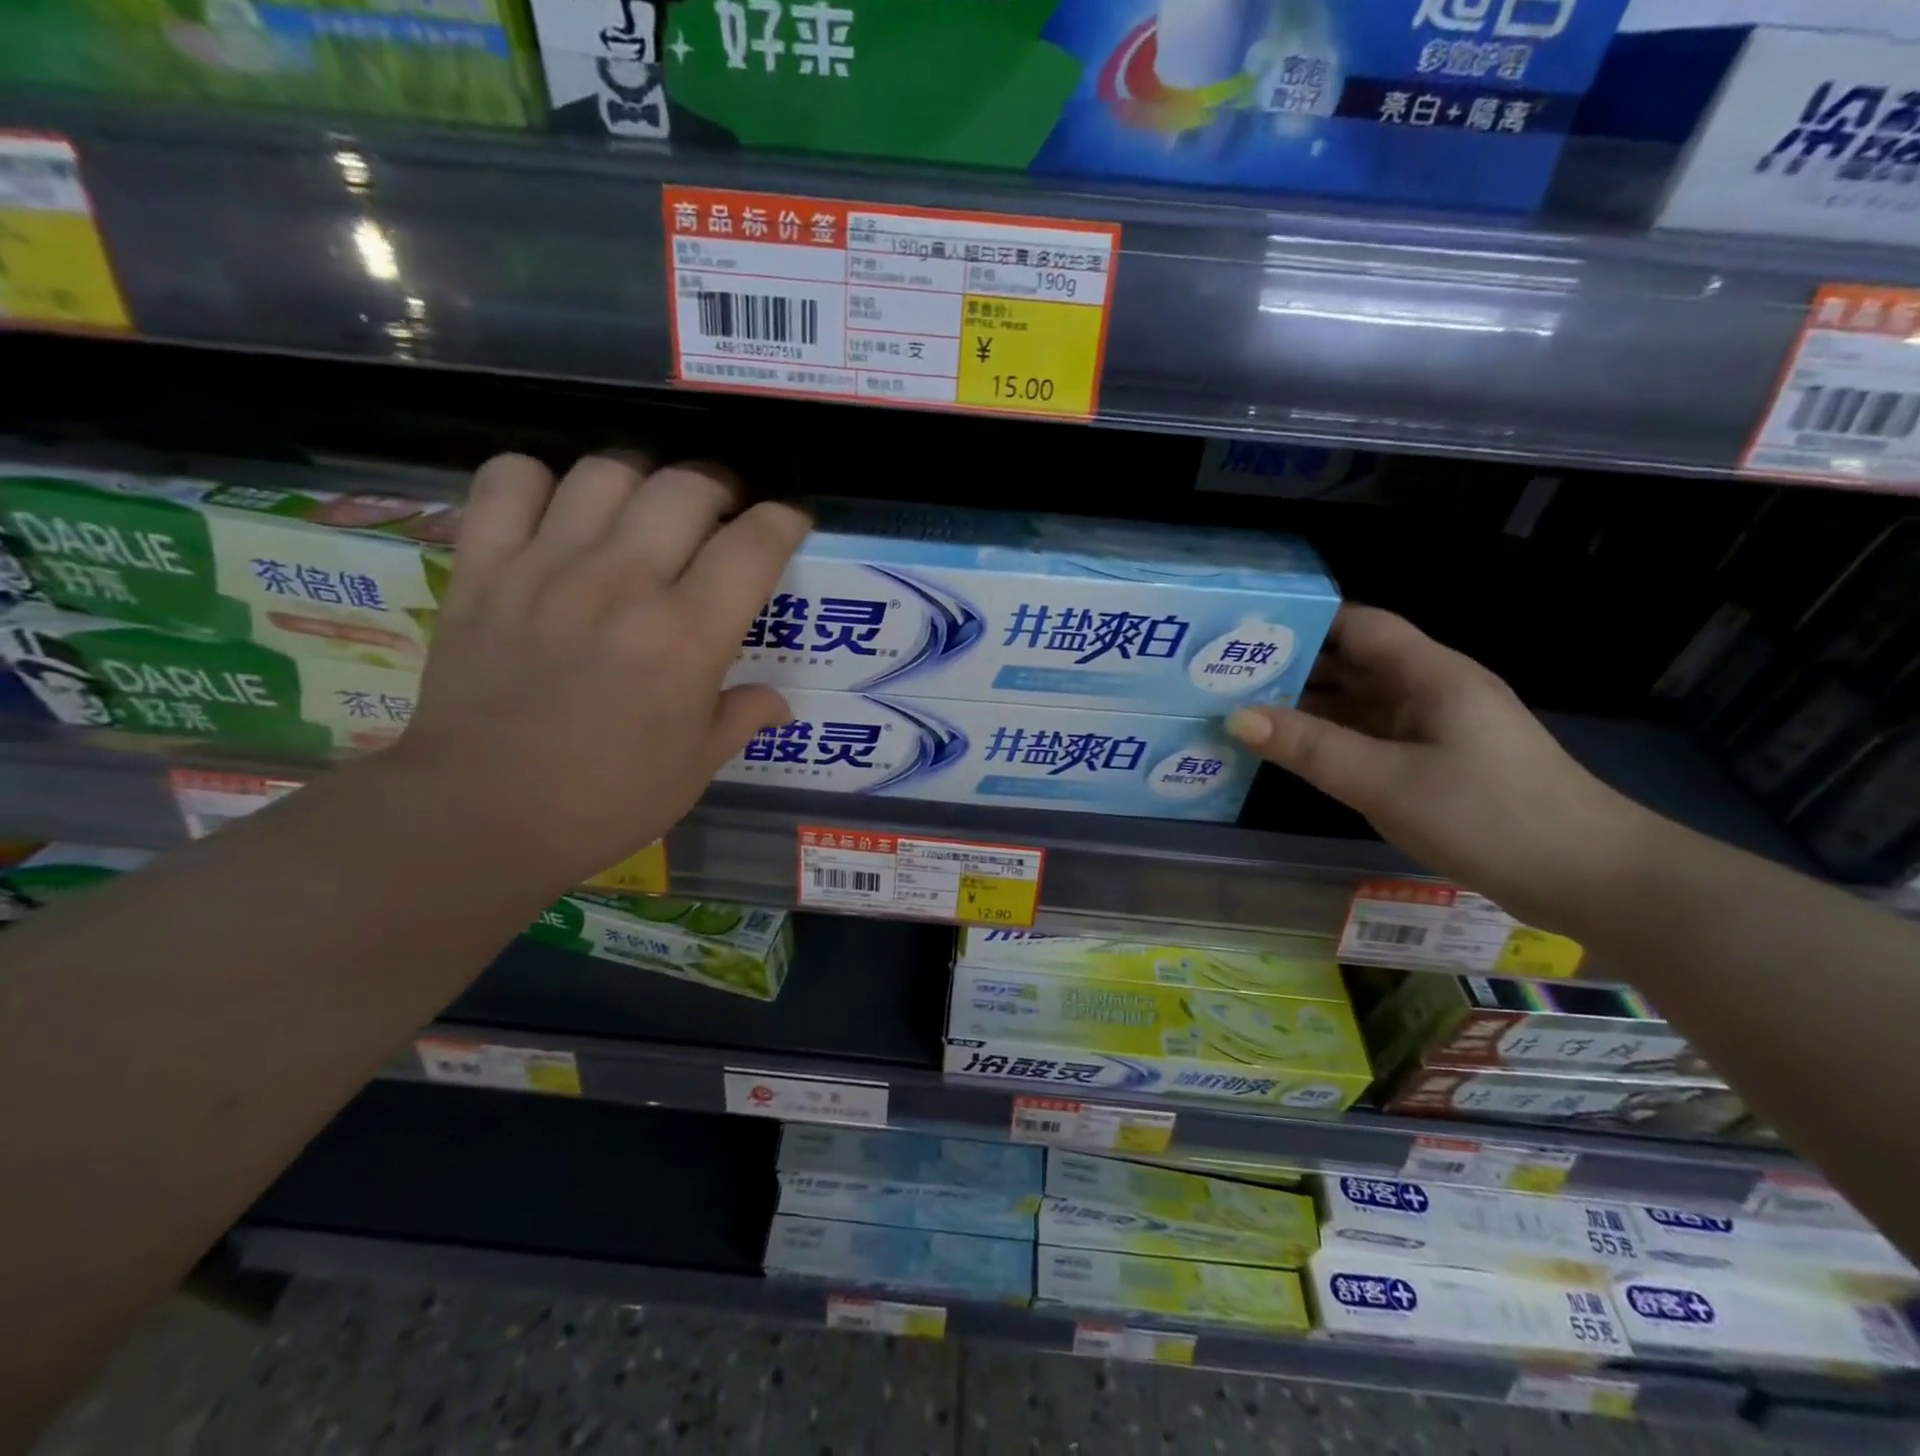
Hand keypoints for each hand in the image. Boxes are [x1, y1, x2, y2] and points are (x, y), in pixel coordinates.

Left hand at [371, 453, 807, 893]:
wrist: (480, 815)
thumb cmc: (606, 800)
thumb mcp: (696, 767)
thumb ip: (742, 717)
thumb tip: (779, 702)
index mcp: (688, 636)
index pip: (754, 544)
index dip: (785, 521)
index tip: (790, 523)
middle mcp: (623, 584)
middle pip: (687, 486)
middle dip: (720, 487)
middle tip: (722, 514)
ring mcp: (547, 568)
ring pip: (606, 472)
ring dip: (642, 478)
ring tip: (646, 508)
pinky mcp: (483, 569)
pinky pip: (509, 481)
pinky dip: (540, 480)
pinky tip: (558, 512)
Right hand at [1224, 605, 1648, 927]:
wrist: (1591, 878)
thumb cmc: (1489, 816)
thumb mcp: (1387, 781)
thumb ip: (1311, 748)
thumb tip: (1235, 717)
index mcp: (1428, 674)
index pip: (1357, 625)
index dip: (1302, 621)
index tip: (1242, 631)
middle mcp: (1429, 690)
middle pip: (1351, 662)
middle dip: (1290, 665)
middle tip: (1222, 675)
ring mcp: (1432, 728)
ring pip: (1357, 702)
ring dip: (1305, 705)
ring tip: (1239, 709)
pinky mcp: (1433, 762)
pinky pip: (1367, 737)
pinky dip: (1327, 739)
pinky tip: (1287, 751)